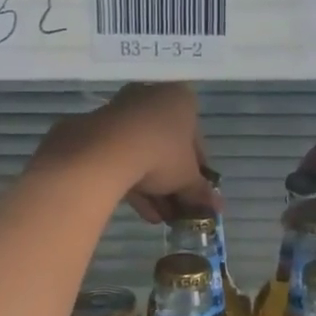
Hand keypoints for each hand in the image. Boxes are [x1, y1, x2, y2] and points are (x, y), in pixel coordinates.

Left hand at [31, 83, 213, 222]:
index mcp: (180, 99)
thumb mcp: (187, 177)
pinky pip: (121, 157)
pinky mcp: (97, 130)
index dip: (198, 170)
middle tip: (179, 209)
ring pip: (143, 154)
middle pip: (167, 146)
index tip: (197, 192)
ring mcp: (121, 112)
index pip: (196, 138)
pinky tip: (142, 212)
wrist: (107, 151)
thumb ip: (201, 191)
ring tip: (161, 218)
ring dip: (154, 188)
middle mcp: (151, 97)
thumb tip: (217, 208)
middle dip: (173, 181)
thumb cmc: (161, 154)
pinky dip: (133, 183)